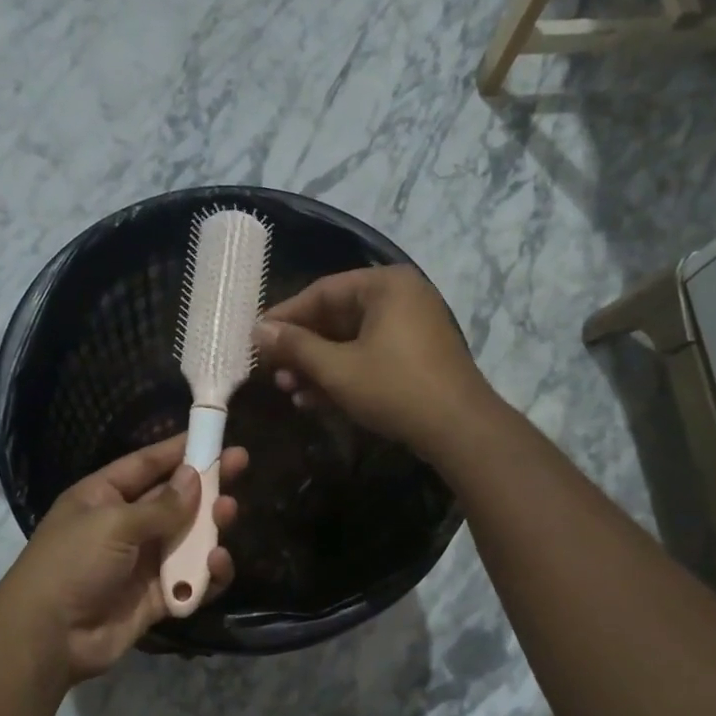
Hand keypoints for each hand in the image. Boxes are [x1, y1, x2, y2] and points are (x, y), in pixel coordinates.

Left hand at [1, 433, 246, 683]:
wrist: (49, 637)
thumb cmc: (73, 564)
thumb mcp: (113, 523)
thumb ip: (161, 505)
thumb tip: (193, 476)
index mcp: (103, 496)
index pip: (147, 464)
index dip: (179, 449)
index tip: (215, 435)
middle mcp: (125, 524)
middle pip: (174, 498)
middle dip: (207, 484)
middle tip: (242, 465)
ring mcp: (142, 562)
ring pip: (188, 537)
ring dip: (211, 526)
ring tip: (228, 515)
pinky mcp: (157, 597)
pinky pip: (191, 579)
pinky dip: (208, 573)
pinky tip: (218, 564)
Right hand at [253, 265, 494, 460]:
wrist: (459, 430)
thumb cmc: (394, 388)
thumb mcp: (337, 368)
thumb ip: (295, 346)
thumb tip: (258, 331)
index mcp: (385, 286)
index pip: (322, 292)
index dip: (285, 316)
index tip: (257, 338)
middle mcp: (401, 298)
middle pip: (336, 317)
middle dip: (302, 349)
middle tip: (272, 371)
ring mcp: (411, 328)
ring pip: (351, 341)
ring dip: (318, 367)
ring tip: (289, 391)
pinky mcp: (415, 357)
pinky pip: (369, 357)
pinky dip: (343, 375)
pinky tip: (314, 400)